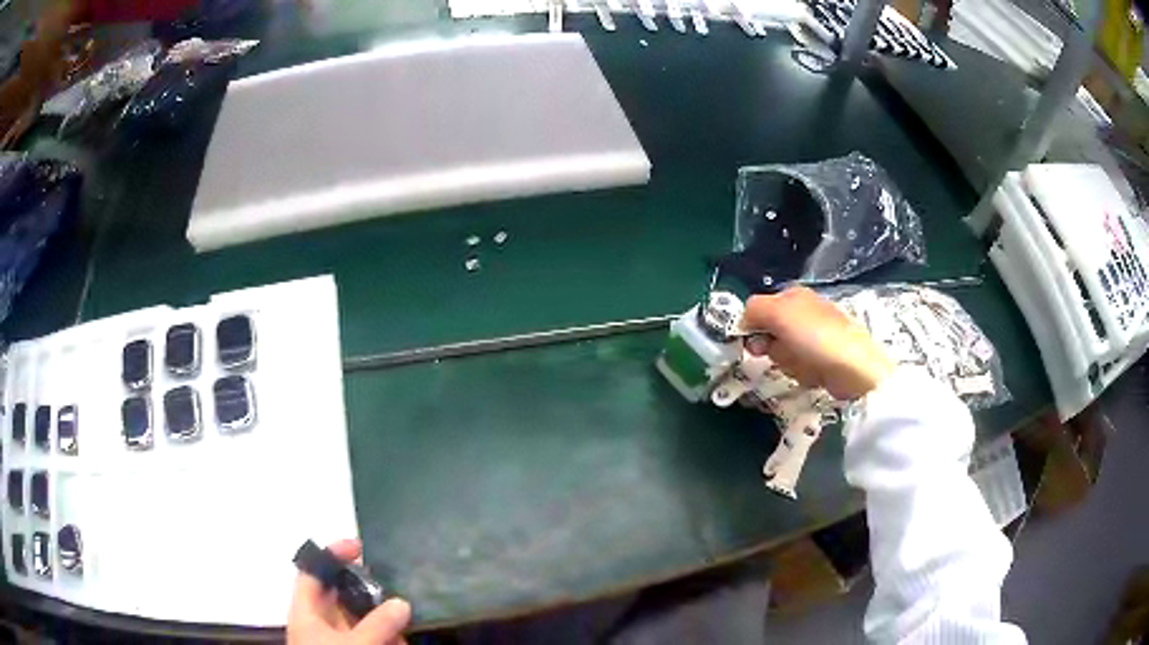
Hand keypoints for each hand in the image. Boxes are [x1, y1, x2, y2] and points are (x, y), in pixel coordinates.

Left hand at [287, 539, 410, 644]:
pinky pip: (369, 636)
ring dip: (381, 615)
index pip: (312, 571)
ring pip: (357, 617)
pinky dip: (385, 634)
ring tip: (405, 615)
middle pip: (338, 593)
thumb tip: (402, 602)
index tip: (360, 547)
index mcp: (306, 611)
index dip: (331, 554)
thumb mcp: (355, 644)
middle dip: (366, 588)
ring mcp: (335, 638)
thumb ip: (378, 624)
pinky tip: (402, 639)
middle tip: (392, 582)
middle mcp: (318, 621)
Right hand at [743, 286, 893, 399]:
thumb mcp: (778, 313)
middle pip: (769, 334)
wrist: (852, 366)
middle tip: (783, 353)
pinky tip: (814, 373)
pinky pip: (799, 367)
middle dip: (773, 348)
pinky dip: (803, 373)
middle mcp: (803, 312)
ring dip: (788, 362)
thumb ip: (754, 310)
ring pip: (782, 353)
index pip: (758, 309)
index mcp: (793, 295)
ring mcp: (814, 336)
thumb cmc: (814, 336)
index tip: (755, 343)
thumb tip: (743, 320)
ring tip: (804, 364)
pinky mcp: (822, 358)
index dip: (753, 327)